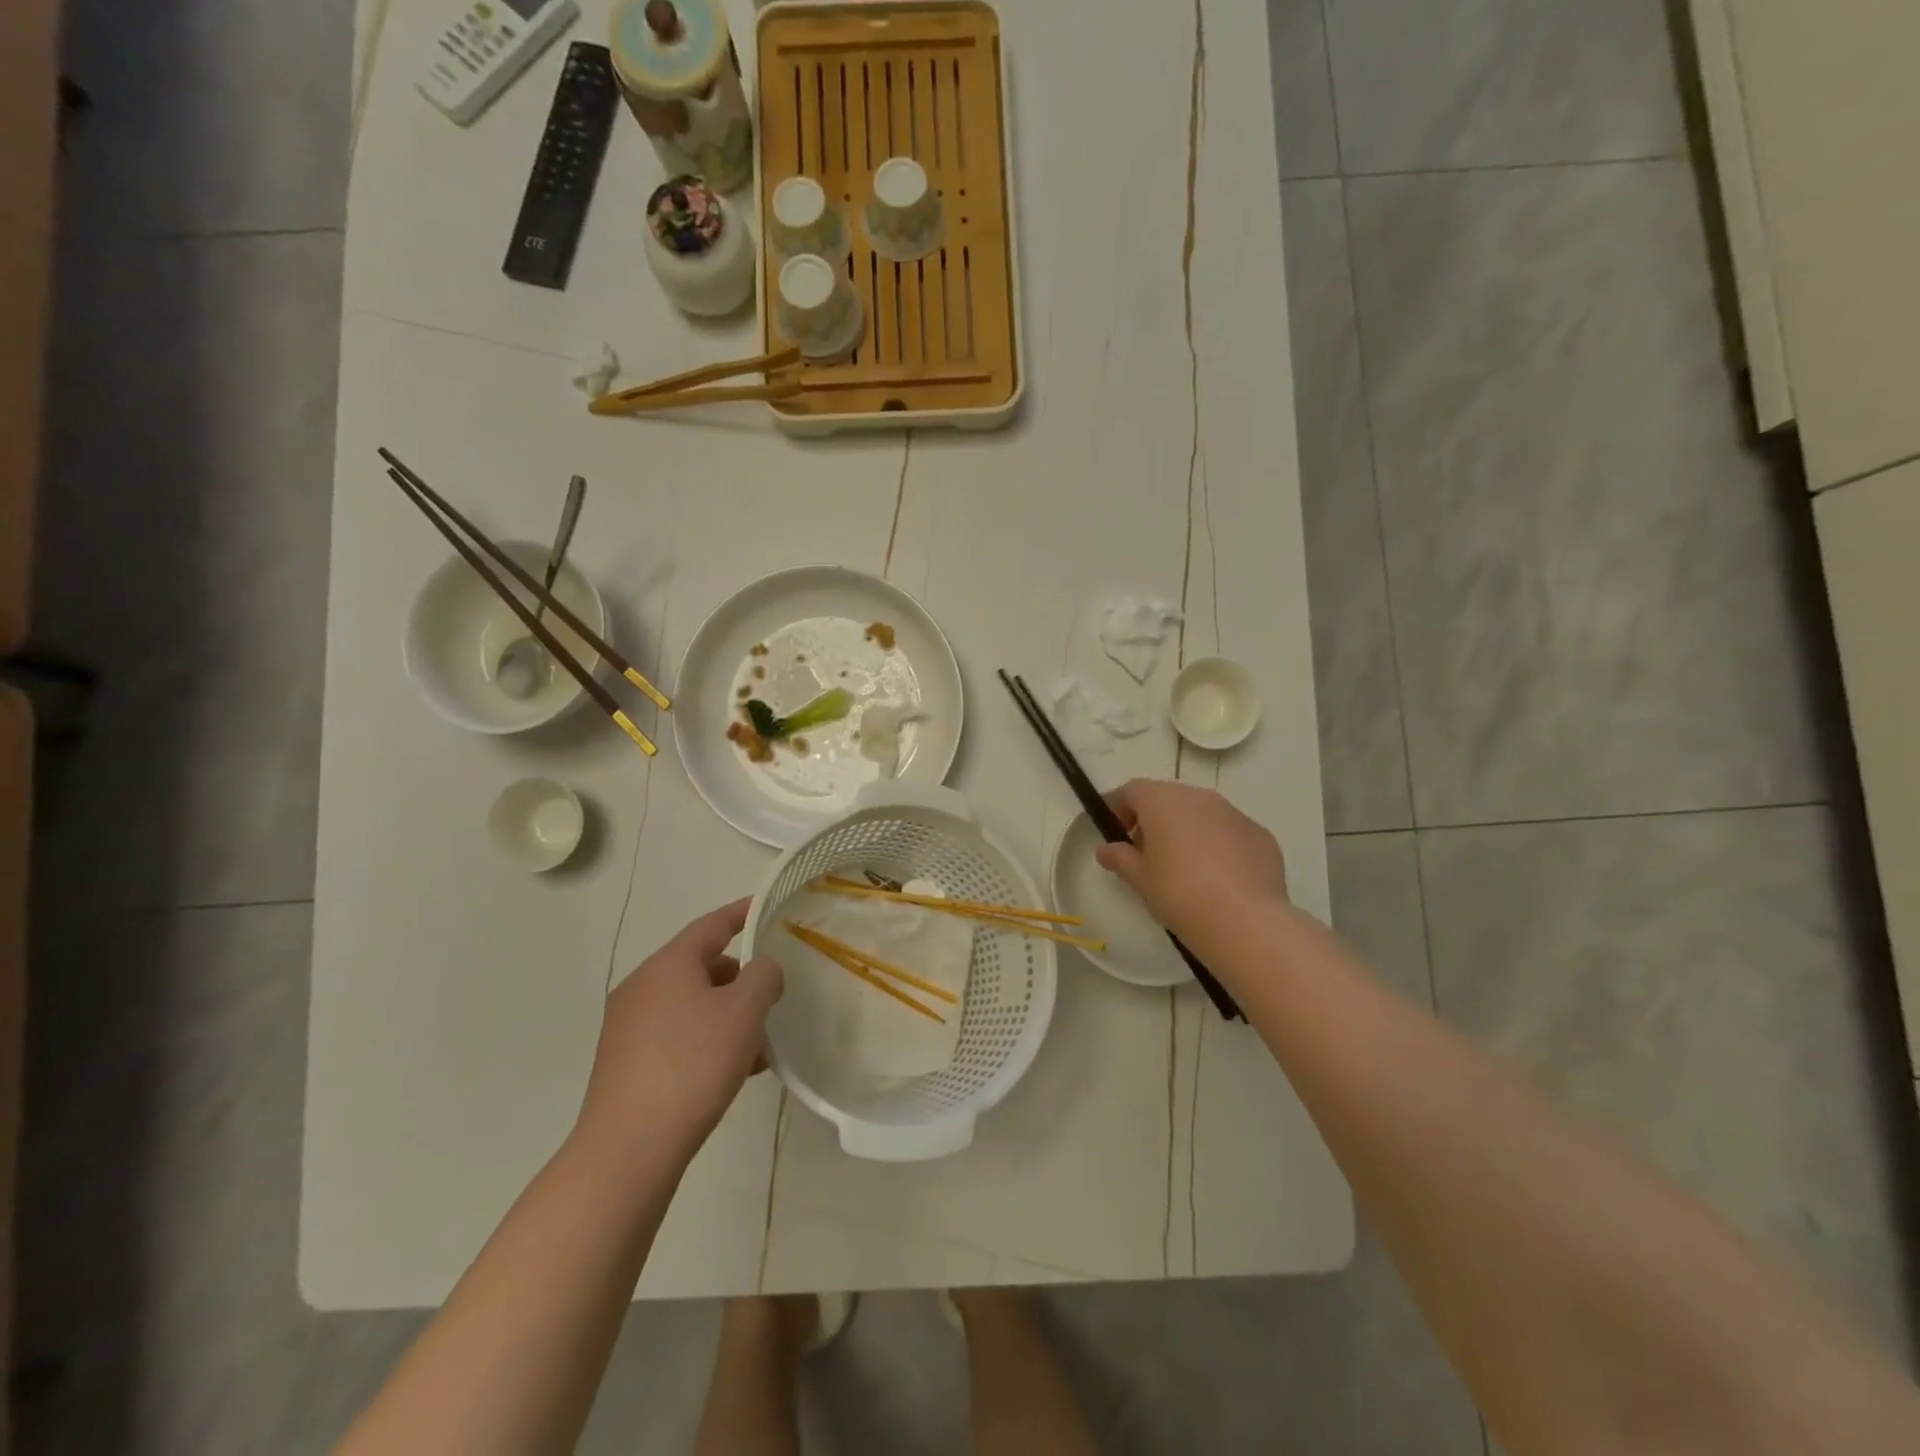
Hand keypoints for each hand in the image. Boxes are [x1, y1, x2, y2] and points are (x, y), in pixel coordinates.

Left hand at [573, 900, 782, 1168]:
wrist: (629, 1148)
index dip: (742, 913)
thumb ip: (764, 975)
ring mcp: (628, 1027)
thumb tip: (761, 970)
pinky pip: (677, 1035)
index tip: (766, 907)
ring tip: (760, 1043)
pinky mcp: (626, 1063)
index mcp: (668, 964)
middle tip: (772, 995)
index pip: (712, 925)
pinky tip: (733, 1070)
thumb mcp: (745, 1010)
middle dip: (740, 977)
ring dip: (726, 1014)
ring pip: (691, 1005)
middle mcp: (642, 986)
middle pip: (701, 966)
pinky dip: (707, 1039)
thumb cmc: (693, 1063)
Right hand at [1095, 779, 1289, 940]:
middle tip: (1150, 856)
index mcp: (1163, 800)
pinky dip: (1220, 846)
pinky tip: (1220, 879)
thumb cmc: (1179, 893)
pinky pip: (1230, 832)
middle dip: (1156, 820)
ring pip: (1202, 814)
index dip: (1120, 809)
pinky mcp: (1260, 834)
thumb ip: (1119, 858)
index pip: (1133, 790)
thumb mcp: (1139, 879)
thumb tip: (1105, 849)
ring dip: (1189, 831)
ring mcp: (1234, 813)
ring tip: (1187, 870)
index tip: (1120, 837)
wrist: (1244, 920)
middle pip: (1169, 798)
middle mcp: (1199, 797)